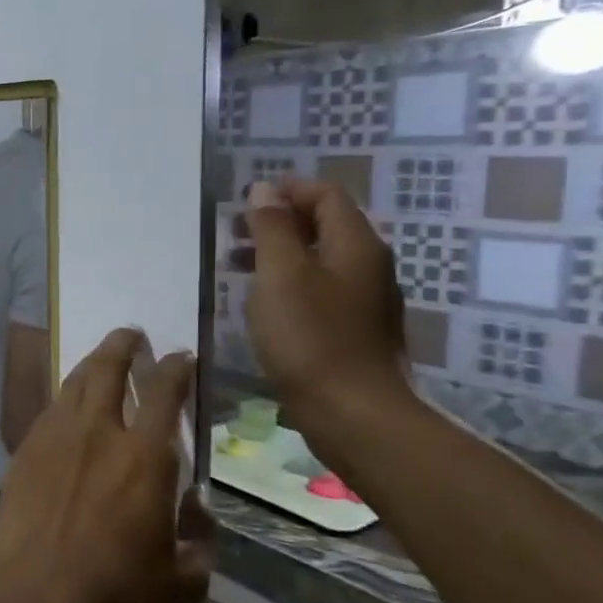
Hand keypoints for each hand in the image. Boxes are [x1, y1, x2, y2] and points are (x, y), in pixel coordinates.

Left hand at [0, 328, 210, 602]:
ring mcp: (55, 438)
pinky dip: (63, 397)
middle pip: (108, 371)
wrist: (37, 593)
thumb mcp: (183, 579)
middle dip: (122, 346)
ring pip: (73, 384)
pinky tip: (67, 402)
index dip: (175, 369)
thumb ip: (199, 537)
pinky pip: (48, 410)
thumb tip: (197, 507)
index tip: (180, 357)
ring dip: (91, 364)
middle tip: (131, 334)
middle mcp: (99, 433)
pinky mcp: (25, 451)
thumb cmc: (117, 590)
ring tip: (101, 358)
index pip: (164, 394)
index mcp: (145, 457)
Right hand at [241, 179, 413, 449]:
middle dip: (279, 221)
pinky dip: (289, 281)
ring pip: (321, 258)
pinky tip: (263, 302)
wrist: (351, 411)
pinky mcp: (354, 328)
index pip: (326, 195)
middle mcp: (369, 265)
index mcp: (356, 245)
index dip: (286, 190)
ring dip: (280, 252)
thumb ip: (271, 229)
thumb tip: (264, 190)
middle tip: (234, 233)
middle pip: (325, 224)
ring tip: (237, 266)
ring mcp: (365, 299)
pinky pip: (321, 288)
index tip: (245, 202)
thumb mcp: (280, 274)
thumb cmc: (309, 336)